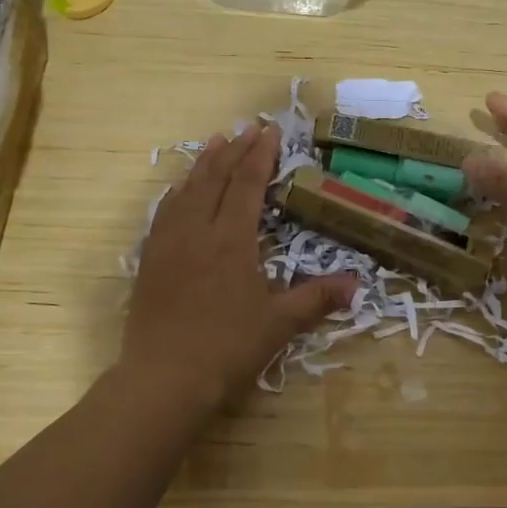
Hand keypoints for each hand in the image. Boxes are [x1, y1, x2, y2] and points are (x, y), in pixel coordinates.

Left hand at [123, 125, 357, 415]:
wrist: (163, 379)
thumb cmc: (227, 348)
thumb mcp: (278, 324)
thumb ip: (316, 299)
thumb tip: (357, 285)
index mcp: (231, 240)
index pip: (246, 185)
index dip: (259, 156)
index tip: (269, 132)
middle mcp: (197, 231)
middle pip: (214, 179)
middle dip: (233, 150)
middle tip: (247, 128)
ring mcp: (168, 244)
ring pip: (185, 191)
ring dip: (203, 164)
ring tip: (215, 143)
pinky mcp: (149, 261)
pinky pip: (163, 213)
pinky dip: (176, 193)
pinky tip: (179, 191)